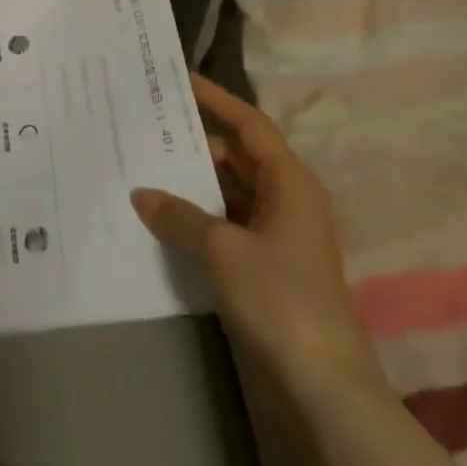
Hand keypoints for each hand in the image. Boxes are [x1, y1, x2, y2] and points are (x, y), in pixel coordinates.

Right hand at [132, 74, 376, 389]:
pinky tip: (166, 217)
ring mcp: (280, 235)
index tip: (180, 80)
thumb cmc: (280, 298)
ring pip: (232, 191)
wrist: (324, 385)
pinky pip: (229, 223)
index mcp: (290, 183)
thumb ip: (179, 215)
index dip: (216, 99)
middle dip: (197, 141)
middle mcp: (288, 200)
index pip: (249, 124)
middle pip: (240, 155)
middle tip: (150, 125)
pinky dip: (201, 216)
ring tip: (148, 165)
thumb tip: (142, 193)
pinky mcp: (269, 266)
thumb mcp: (222, 250)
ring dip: (196, 181)